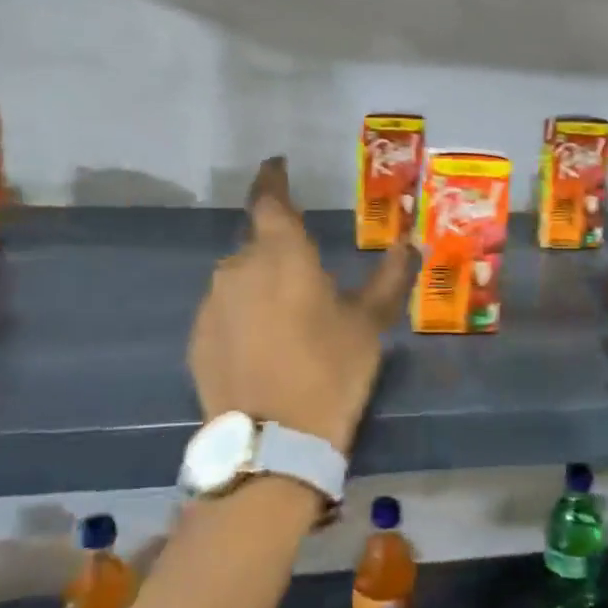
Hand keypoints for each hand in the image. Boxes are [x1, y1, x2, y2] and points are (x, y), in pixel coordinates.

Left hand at [188, 157, 415, 454]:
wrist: (272, 441)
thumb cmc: (329, 370)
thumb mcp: (368, 324)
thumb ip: (388, 278)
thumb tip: (409, 243)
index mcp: (280, 252)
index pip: (269, 197)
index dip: (274, 178)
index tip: (278, 166)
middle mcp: (238, 266)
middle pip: (258, 242)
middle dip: (280, 247)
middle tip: (307, 272)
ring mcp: (212, 303)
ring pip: (240, 278)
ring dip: (262, 284)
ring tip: (289, 315)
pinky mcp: (198, 338)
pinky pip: (225, 310)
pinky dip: (244, 315)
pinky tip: (264, 345)